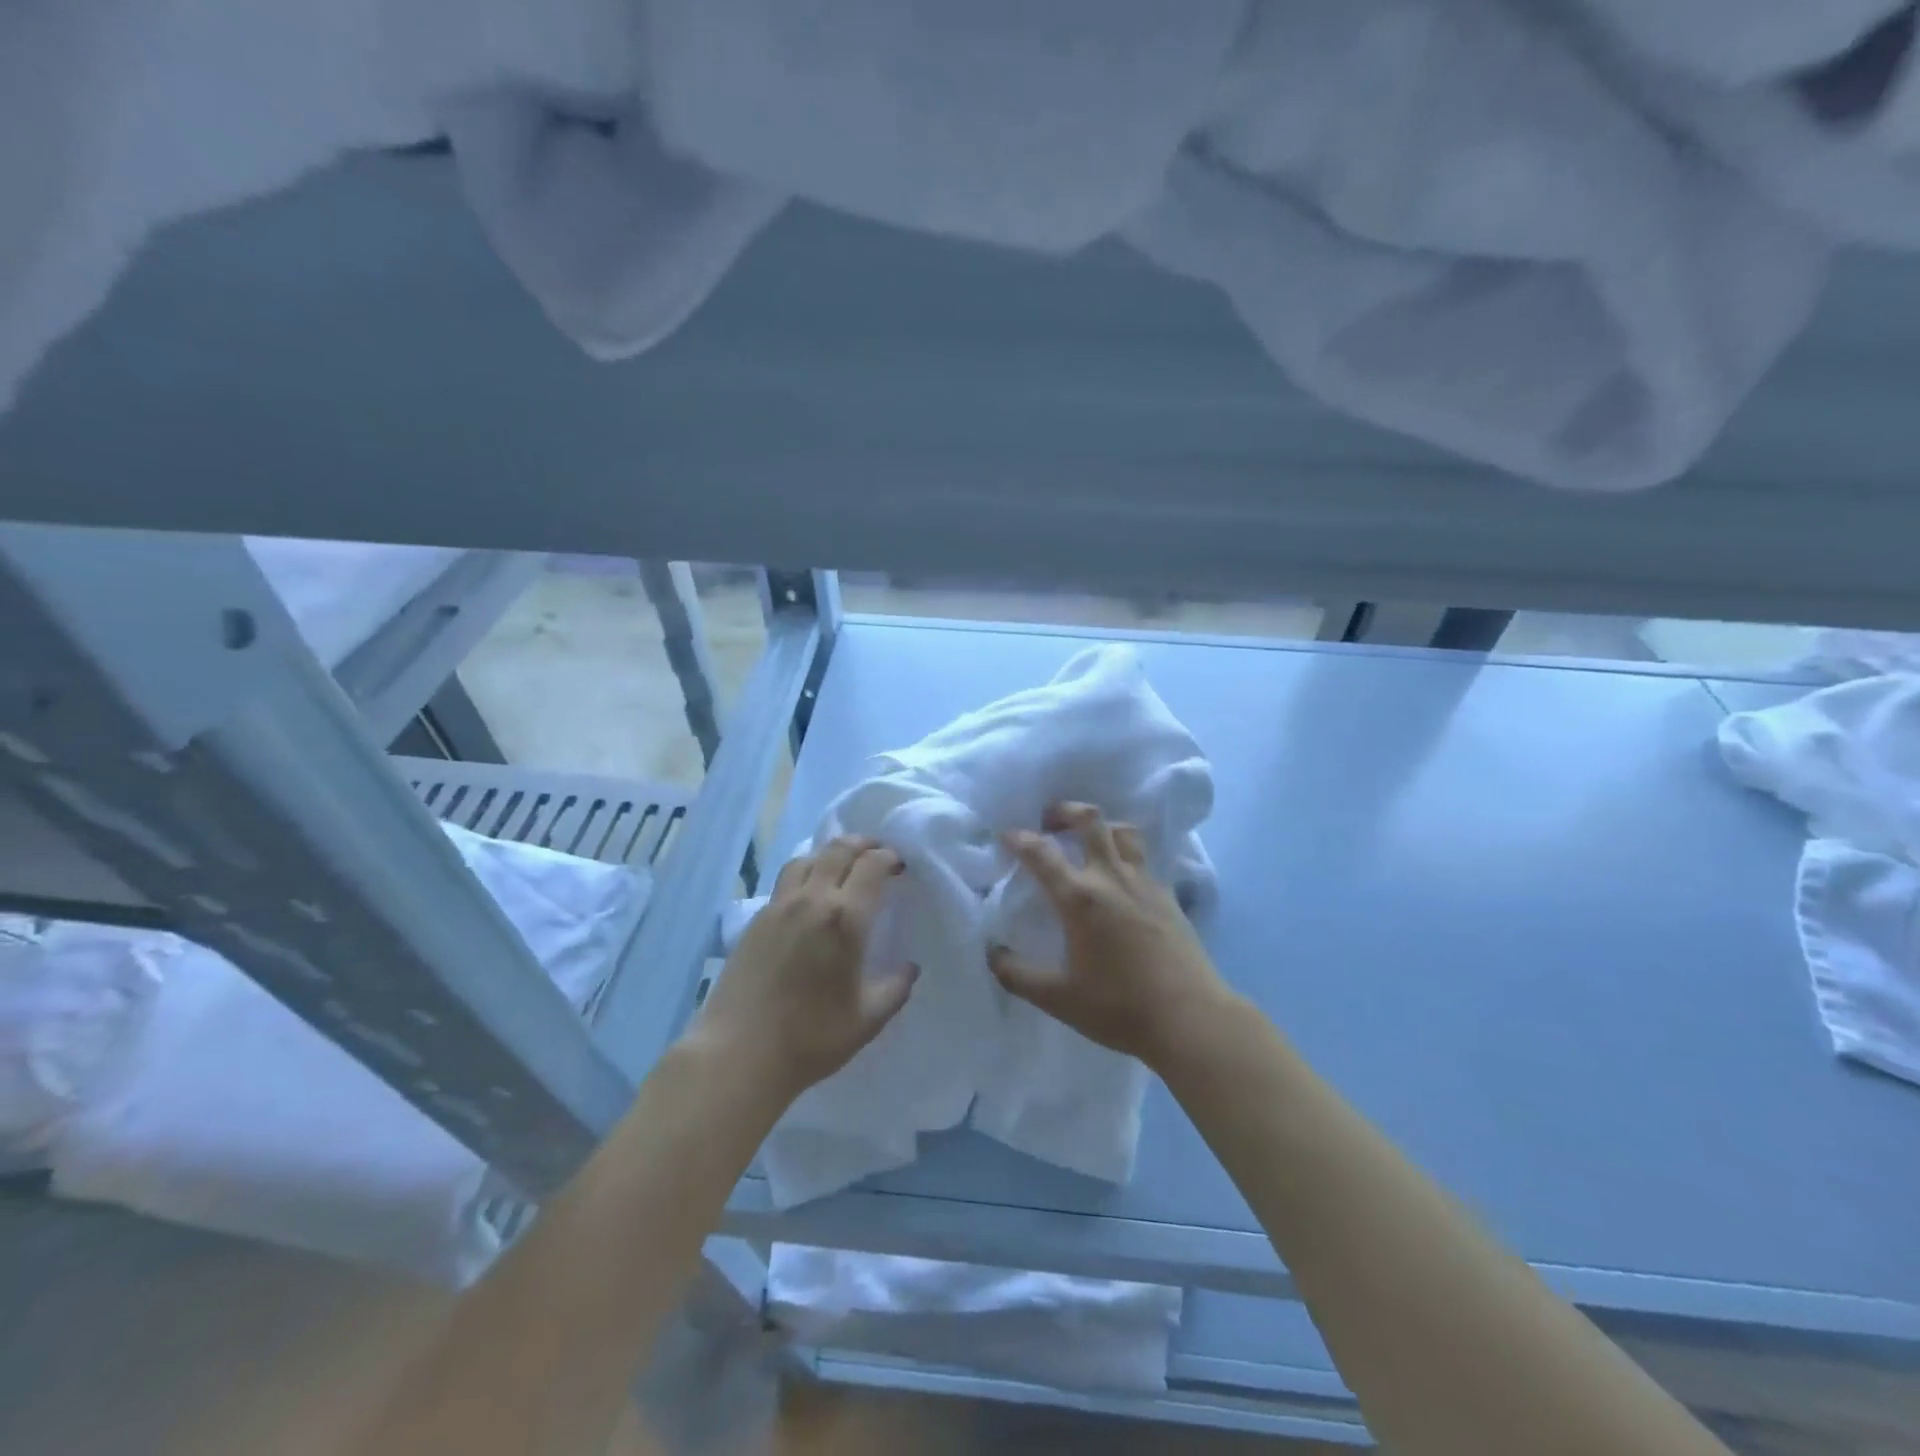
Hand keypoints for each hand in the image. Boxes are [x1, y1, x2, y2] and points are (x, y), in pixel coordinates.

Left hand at [695, 835, 917, 1104]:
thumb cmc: (811, 1038)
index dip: (890, 857)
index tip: (901, 866)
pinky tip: (810, 894)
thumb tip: (910, 968)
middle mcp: (812, 900)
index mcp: (846, 919)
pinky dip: (806, 872)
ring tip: (843, 867)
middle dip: (863, 844)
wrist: (739, 1053)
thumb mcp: (867, 1019)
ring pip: (807, 858)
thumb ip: (895, 988)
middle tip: (878, 854)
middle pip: (838, 849)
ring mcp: (780, 907)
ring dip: (830, 853)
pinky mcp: (756, 919)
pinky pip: (786, 879)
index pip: (872, 865)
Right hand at [989, 802, 1230, 1070]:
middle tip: (1050, 820)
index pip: (1042, 854)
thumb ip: (1017, 975)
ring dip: (1101, 826)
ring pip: (1123, 832)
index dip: (1019, 839)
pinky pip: (1144, 859)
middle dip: (1065, 810)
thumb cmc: (1119, 1007)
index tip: (1006, 835)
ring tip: (1089, 839)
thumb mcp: (1058, 998)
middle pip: (1090, 821)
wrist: (1190, 1018)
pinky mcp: (1169, 896)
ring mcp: (1145, 883)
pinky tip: (1121, 878)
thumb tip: (992, 953)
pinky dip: (1126, 853)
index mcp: (1080, 898)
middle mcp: (1111, 878)